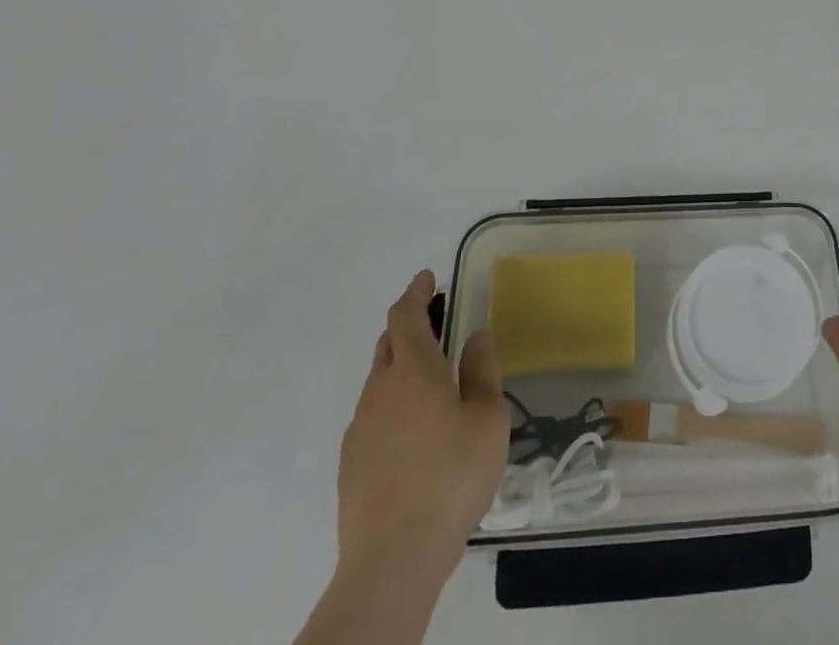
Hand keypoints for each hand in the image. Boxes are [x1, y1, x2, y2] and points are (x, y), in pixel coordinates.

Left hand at [336, 270, 509, 574]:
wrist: (391, 560)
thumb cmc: (451, 477)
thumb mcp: (488, 419)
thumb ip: (483, 371)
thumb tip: (476, 336)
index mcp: (413, 370)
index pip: (406, 315)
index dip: (416, 292)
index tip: (428, 277)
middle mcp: (379, 390)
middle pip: (388, 344)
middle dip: (409, 326)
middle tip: (436, 323)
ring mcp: (359, 429)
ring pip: (379, 381)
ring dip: (401, 367)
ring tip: (431, 382)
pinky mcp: (350, 464)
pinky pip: (372, 415)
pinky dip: (392, 404)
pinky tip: (414, 432)